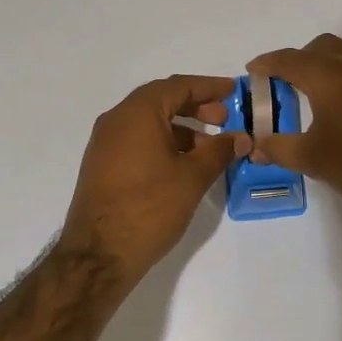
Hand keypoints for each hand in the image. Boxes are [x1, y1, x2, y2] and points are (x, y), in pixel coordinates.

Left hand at [58, 75, 251, 282]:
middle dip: (195, 106)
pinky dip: (163, 142)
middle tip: (224, 119)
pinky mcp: (102, 165)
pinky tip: (184, 165)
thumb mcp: (192, 177)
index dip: (208, 86)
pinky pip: (137, 140)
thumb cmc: (150, 208)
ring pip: (149, 122)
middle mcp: (116, 120)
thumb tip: (241, 137)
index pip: (178, 86)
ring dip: (181, 128)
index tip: (233, 91)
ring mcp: (105, 143)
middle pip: (161, 100)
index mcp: (137, 113)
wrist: (99, 254)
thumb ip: (219, 151)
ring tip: (210, 148)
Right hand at [247, 35, 341, 227]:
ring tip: (312, 94)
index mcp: (330, 76)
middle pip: (321, 48)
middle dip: (298, 59)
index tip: (252, 70)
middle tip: (283, 83)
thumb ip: (279, 148)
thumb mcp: (312, 160)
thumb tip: (256, 145)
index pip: (290, 59)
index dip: (267, 63)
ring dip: (325, 66)